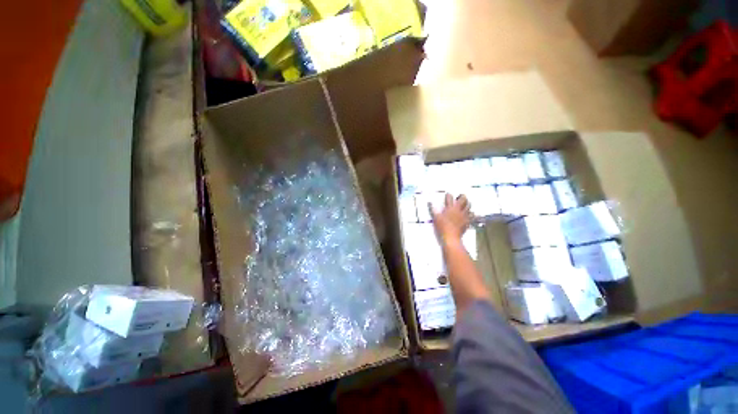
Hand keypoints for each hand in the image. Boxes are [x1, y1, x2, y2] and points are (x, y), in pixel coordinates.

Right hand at [430, 193, 471, 243]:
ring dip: (468, 204)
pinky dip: (472, 214)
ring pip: (469, 207)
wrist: (451, 237)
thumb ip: (432, 209)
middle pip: (463, 200)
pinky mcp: (468, 222)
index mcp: (450, 208)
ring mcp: (464, 216)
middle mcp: (458, 210)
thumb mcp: (435, 218)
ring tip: (466, 204)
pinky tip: (471, 214)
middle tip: (461, 196)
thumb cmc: (442, 227)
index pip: (449, 198)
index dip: (448, 195)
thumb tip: (429, 203)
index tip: (448, 194)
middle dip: (462, 197)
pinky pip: (472, 216)